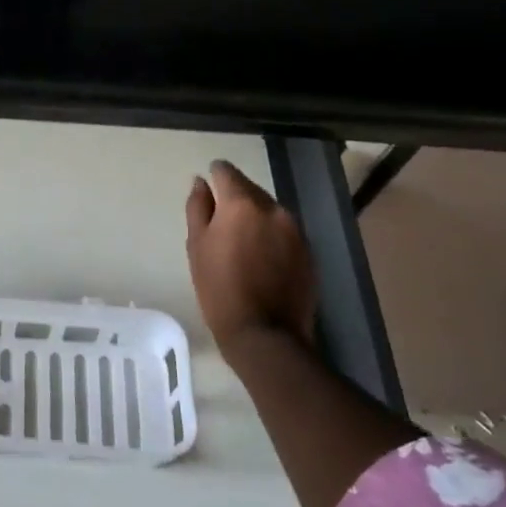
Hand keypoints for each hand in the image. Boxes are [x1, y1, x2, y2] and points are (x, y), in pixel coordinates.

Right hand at [185, 160, 316, 351]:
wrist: (265, 335)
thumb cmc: (219, 289)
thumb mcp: (197, 246)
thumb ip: (198, 207)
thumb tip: (200, 182)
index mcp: (241, 204)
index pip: (226, 172)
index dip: (214, 177)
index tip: (207, 193)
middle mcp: (273, 208)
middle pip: (250, 189)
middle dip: (235, 199)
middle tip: (221, 224)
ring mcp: (295, 230)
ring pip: (269, 210)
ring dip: (255, 218)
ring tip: (242, 244)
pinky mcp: (309, 251)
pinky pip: (284, 231)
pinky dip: (272, 236)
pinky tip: (261, 259)